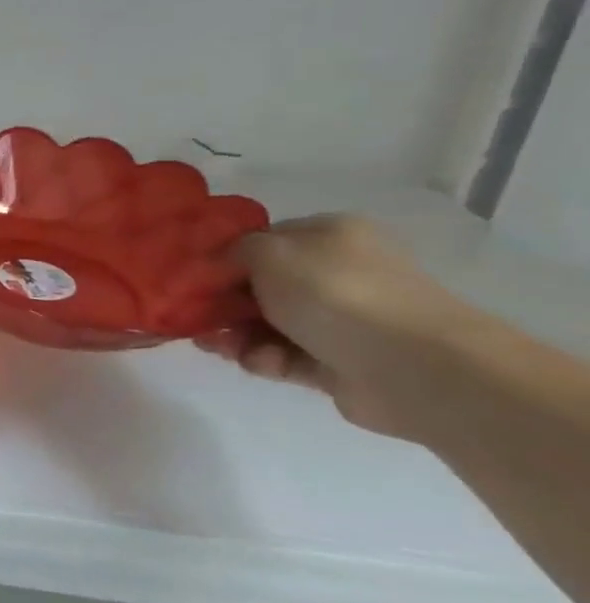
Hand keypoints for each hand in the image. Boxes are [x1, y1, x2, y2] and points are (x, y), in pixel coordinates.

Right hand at [197, 215, 470, 440]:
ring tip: (218, 347)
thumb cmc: (334, 293)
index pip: (263, 241)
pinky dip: (264, 359)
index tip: (191, 279)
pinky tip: (257, 363)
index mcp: (331, 236)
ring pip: (266, 324)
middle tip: (193, 319)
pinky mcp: (338, 362)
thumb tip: (216, 265)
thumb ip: (231, 251)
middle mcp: (339, 273)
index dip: (223, 259)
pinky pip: (284, 356)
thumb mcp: (268, 253)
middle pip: (260, 286)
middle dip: (223, 304)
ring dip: (236, 335)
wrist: (411, 366)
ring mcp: (342, 320)